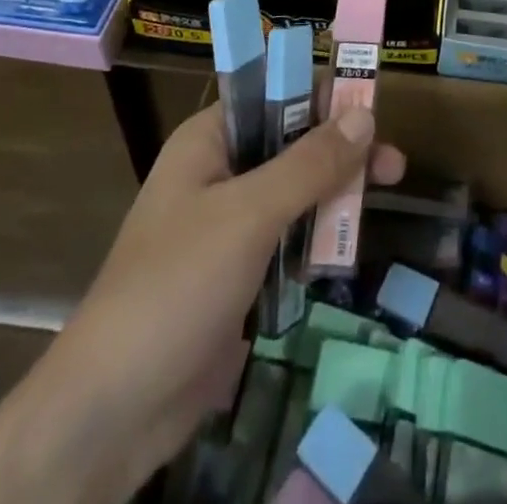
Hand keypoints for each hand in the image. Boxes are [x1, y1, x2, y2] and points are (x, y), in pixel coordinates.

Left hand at [0, 103, 403, 503]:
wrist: (112, 414)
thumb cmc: (176, 288)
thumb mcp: (249, 215)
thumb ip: (309, 164)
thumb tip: (365, 115)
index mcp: (210, 140)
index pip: (275, 93)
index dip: (323, 94)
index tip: (373, 110)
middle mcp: (220, 172)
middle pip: (293, 142)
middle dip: (342, 151)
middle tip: (394, 166)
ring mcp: (229, 225)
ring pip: (296, 191)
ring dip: (336, 196)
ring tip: (380, 206)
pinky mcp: (239, 272)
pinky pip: (289, 237)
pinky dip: (317, 239)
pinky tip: (345, 252)